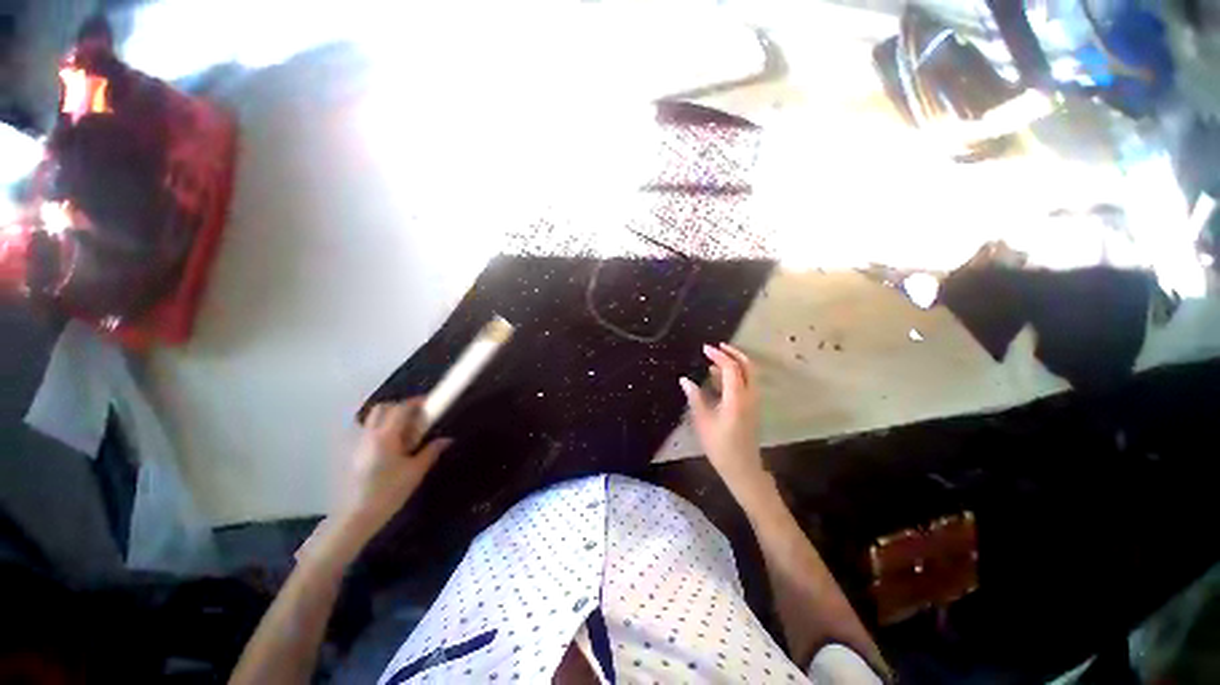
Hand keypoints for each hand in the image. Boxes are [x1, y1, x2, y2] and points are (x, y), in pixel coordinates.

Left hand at [334, 398, 452, 539]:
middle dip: (400, 407)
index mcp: (386, 437)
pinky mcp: (355, 454)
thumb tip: (447, 439)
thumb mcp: (416, 471)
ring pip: (372, 419)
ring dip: (389, 418)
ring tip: (403, 432)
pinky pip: (368, 432)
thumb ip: (431, 451)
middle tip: (416, 417)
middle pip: (383, 408)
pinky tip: (390, 448)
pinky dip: (381, 430)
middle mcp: (370, 435)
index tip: (429, 402)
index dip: (416, 402)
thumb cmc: (390, 491)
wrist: (358, 515)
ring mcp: (359, 444)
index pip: (401, 408)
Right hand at [680, 343, 767, 494]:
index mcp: (737, 397)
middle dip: (733, 353)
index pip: (731, 368)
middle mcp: (749, 396)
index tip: (704, 348)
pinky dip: (734, 375)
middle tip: (717, 347)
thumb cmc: (719, 445)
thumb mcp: (703, 421)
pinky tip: (717, 378)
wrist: (742, 467)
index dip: (718, 355)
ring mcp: (753, 401)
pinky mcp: (751, 407)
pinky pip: (746, 383)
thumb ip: (695, 397)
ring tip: (713, 360)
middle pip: (747, 366)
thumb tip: (685, 379)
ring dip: (734, 363)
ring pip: (749, 374)